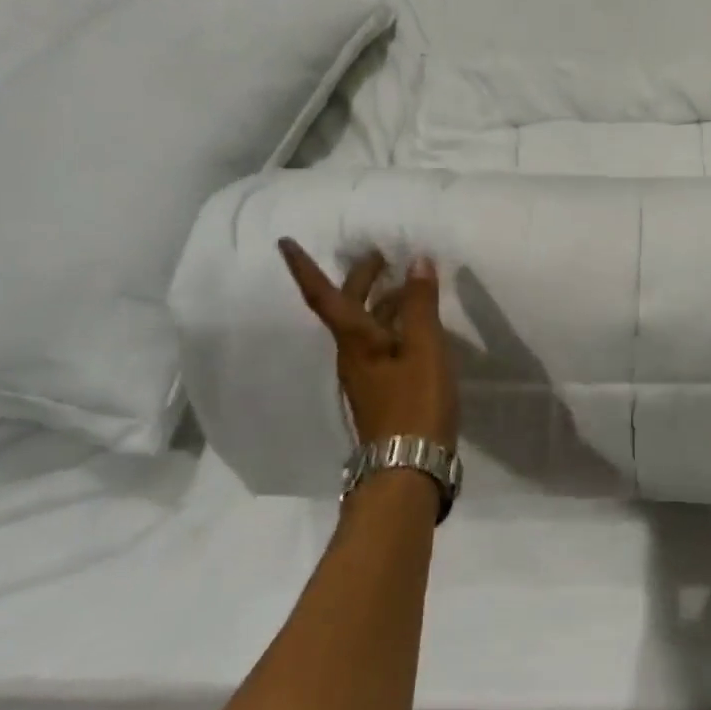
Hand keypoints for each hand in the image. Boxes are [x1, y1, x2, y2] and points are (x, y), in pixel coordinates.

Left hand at [277, 241, 458, 451]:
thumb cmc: (414, 402)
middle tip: (381, 257)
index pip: (324, 296)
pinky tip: (417, 328)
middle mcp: (352, 354)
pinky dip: (394, 325)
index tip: (285, 243)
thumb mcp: (424, 347)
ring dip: (382, 302)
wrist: (408, 466)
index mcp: (355, 340)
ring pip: (367, 327)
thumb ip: (420, 304)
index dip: (305, 269)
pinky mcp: (382, 391)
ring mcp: (366, 375)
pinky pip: (382, 344)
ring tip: (408, 285)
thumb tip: (417, 261)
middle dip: (361, 279)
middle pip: (347, 309)